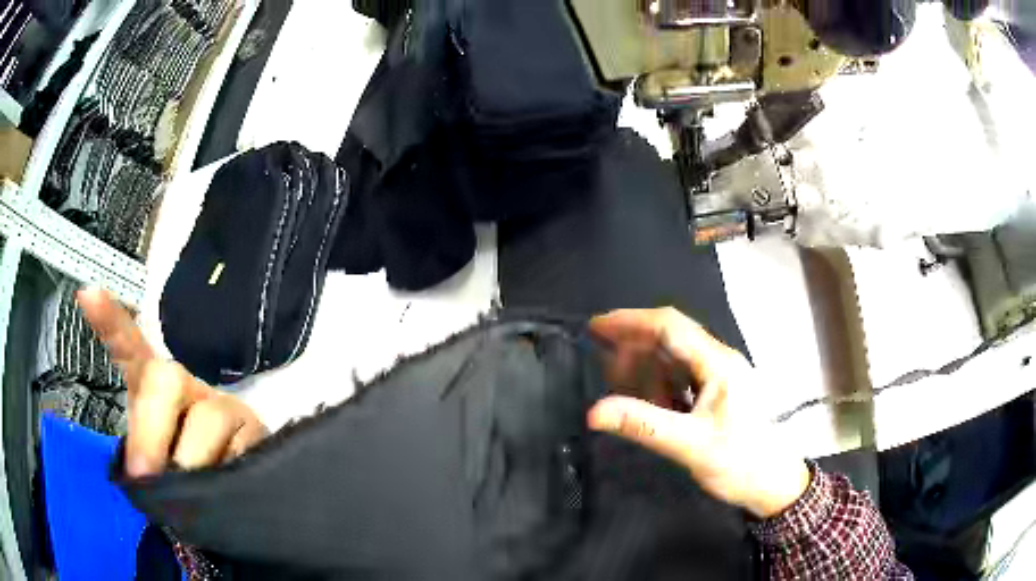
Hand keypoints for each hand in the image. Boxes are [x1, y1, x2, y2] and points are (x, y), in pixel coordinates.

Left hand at [77, 288, 267, 476]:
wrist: (233, 486)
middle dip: (151, 431)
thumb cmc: (179, 472)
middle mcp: (185, 385)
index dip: (109, 322)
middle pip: (165, 379)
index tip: (87, 293)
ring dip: (192, 463)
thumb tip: (140, 477)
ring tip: (192, 498)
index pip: (128, 346)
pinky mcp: (255, 427)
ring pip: (208, 418)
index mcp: (150, 387)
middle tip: (145, 474)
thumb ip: (140, 460)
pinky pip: (241, 447)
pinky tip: (224, 481)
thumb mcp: (152, 464)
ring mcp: (222, 404)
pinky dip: (226, 470)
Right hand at [588, 308, 809, 518]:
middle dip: (634, 345)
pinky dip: (658, 384)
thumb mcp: (691, 445)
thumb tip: (594, 412)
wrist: (774, 484)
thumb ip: (643, 425)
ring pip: (675, 358)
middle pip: (671, 338)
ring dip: (645, 367)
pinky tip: (646, 400)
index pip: (670, 327)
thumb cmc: (740, 462)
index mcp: (718, 363)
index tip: (596, 327)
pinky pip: (682, 378)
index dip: (631, 321)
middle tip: (601, 364)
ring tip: (618, 386)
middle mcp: (719, 361)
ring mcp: (720, 377)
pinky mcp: (717, 393)